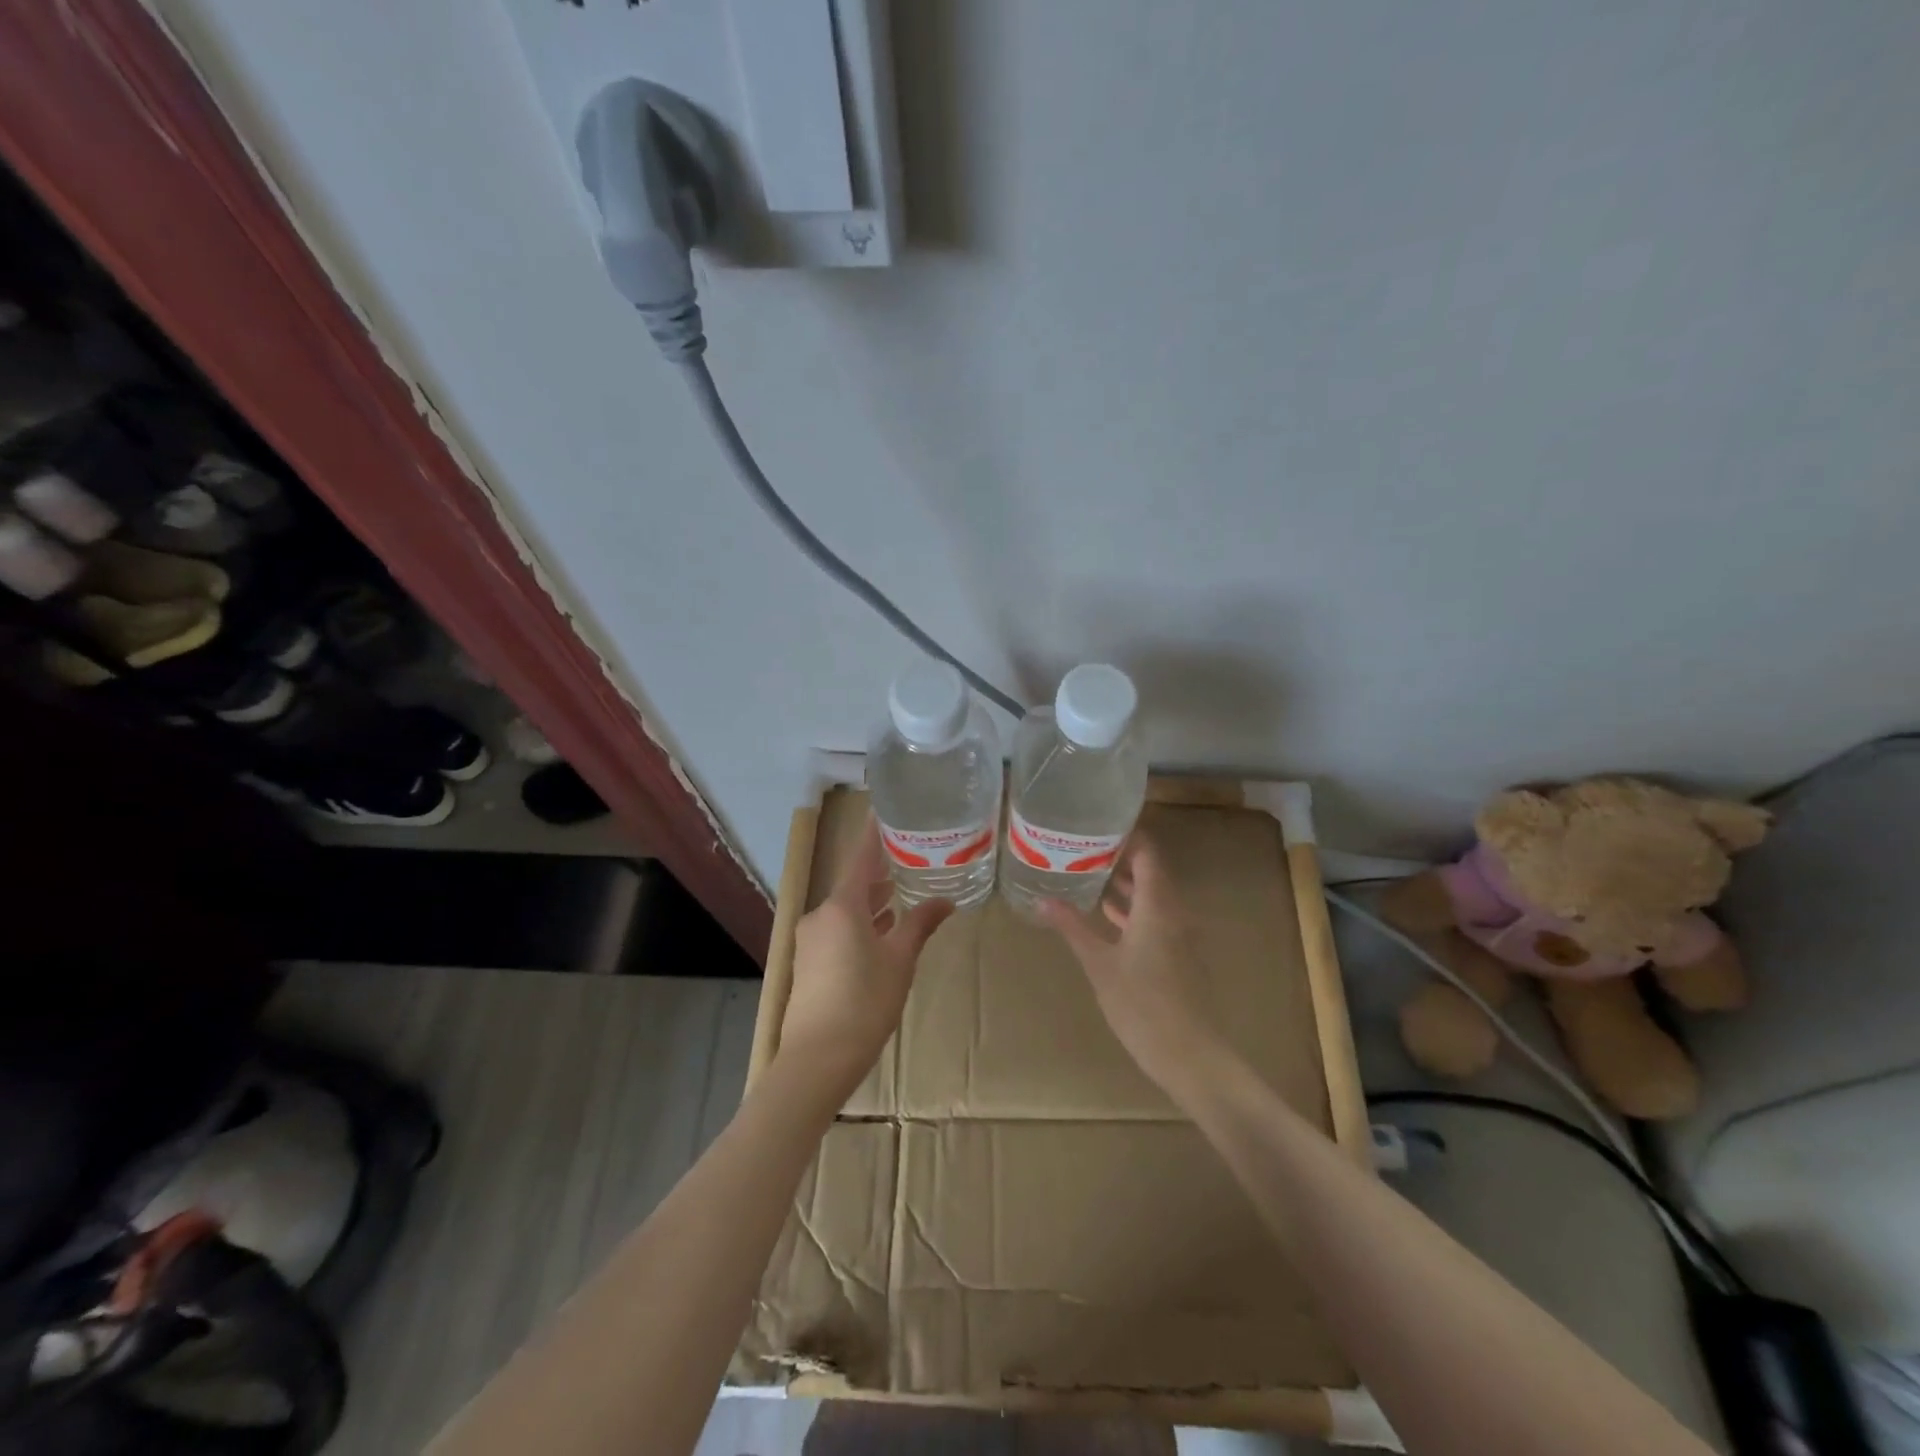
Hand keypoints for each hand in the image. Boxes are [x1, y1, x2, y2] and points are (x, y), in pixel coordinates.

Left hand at [777, 816, 953, 1097]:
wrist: (817, 1059)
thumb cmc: (865, 1002)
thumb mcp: (900, 960)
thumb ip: (920, 924)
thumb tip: (945, 900)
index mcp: (842, 906)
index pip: (861, 857)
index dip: (875, 834)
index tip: (885, 812)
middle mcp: (821, 915)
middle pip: (853, 884)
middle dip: (879, 873)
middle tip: (908, 857)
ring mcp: (811, 939)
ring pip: (845, 909)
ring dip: (870, 902)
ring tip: (900, 895)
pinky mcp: (809, 962)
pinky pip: (837, 929)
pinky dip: (859, 924)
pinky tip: (879, 933)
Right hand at [1039, 835, 1222, 1098]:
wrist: (1189, 1055)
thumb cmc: (1142, 1004)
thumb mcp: (1100, 964)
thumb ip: (1073, 927)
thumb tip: (1043, 899)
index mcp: (1158, 904)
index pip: (1148, 852)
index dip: (1127, 834)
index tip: (1097, 822)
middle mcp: (1173, 911)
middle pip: (1150, 870)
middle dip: (1119, 855)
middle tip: (1082, 844)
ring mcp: (1178, 934)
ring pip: (1151, 894)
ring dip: (1124, 882)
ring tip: (1087, 870)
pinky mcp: (1176, 954)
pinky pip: (1153, 916)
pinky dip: (1130, 907)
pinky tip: (1104, 912)